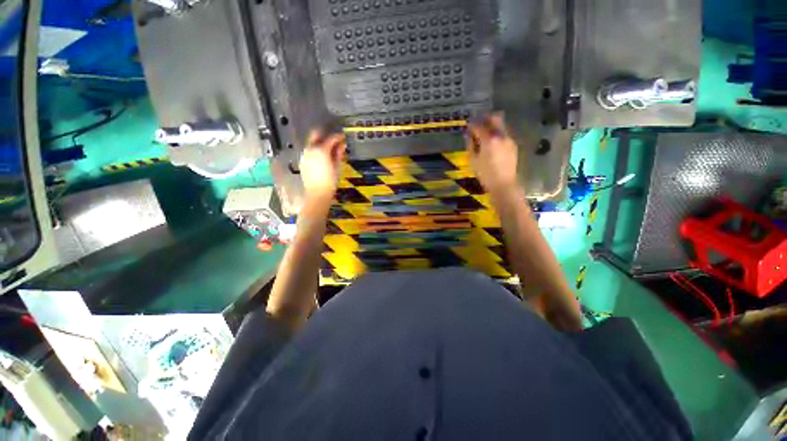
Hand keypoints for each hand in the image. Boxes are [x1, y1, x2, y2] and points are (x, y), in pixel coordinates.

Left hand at [300, 129, 346, 204]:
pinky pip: (309, 151)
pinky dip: (316, 151)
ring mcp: (305, 155)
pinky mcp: (302, 161)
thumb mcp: (337, 167)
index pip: (330, 138)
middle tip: (334, 141)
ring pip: (311, 143)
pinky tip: (322, 159)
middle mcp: (310, 149)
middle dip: (325, 136)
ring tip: (330, 151)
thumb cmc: (330, 181)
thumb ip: (339, 154)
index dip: (338, 137)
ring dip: (320, 144)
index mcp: (321, 150)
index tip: (343, 137)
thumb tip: (342, 145)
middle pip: (315, 135)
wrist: (317, 193)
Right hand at [466, 113, 519, 196]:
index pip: (479, 126)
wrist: (504, 184)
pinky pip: (504, 135)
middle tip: (479, 123)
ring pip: (501, 126)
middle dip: (486, 118)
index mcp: (489, 139)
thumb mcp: (473, 160)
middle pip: (496, 118)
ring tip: (485, 134)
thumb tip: (469, 137)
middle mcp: (501, 136)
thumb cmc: (485, 174)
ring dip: (492, 126)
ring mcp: (509, 140)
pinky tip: (492, 144)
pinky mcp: (513, 145)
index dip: (472, 126)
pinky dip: (497, 135)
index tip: (468, 127)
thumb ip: (470, 145)